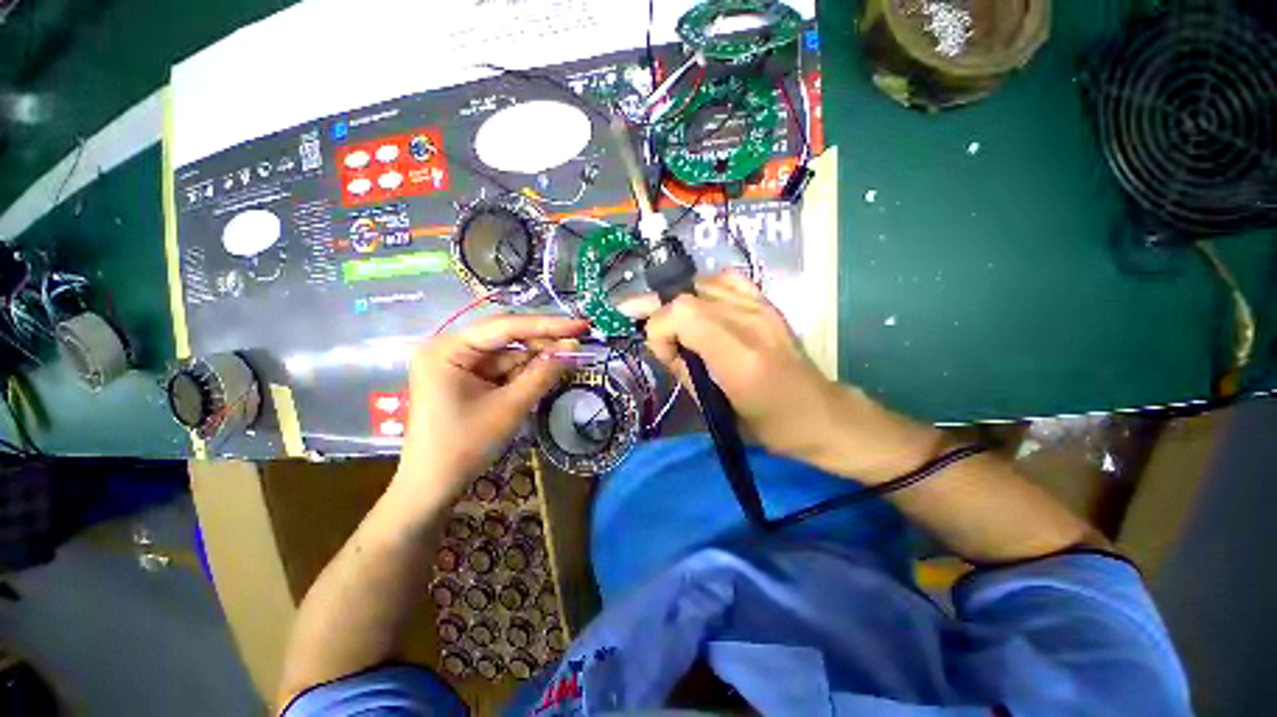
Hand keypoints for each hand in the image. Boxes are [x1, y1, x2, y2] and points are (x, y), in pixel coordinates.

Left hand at [393, 314, 588, 508]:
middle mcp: (450, 349)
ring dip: (537, 359)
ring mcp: (458, 364)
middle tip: (579, 344)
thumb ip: (542, 374)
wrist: (433, 488)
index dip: (547, 325)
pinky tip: (547, 373)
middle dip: (543, 343)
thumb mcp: (510, 407)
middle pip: (506, 338)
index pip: (505, 327)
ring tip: (570, 359)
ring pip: (508, 354)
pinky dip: (525, 372)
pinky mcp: (467, 379)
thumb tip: (573, 348)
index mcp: (448, 349)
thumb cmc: (465, 446)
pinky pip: (503, 369)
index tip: (581, 325)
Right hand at [643, 272, 944, 482]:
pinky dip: (705, 289)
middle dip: (662, 315)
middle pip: (686, 295)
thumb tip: (663, 345)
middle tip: (659, 337)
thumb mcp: (715, 409)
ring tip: (679, 326)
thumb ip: (682, 370)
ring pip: (702, 283)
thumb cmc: (767, 424)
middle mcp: (750, 321)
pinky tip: (704, 308)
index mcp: (738, 356)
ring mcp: (761, 306)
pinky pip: (726, 279)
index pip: (681, 314)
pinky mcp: (768, 302)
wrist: (819, 412)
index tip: (665, 355)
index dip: (659, 331)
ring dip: (682, 303)